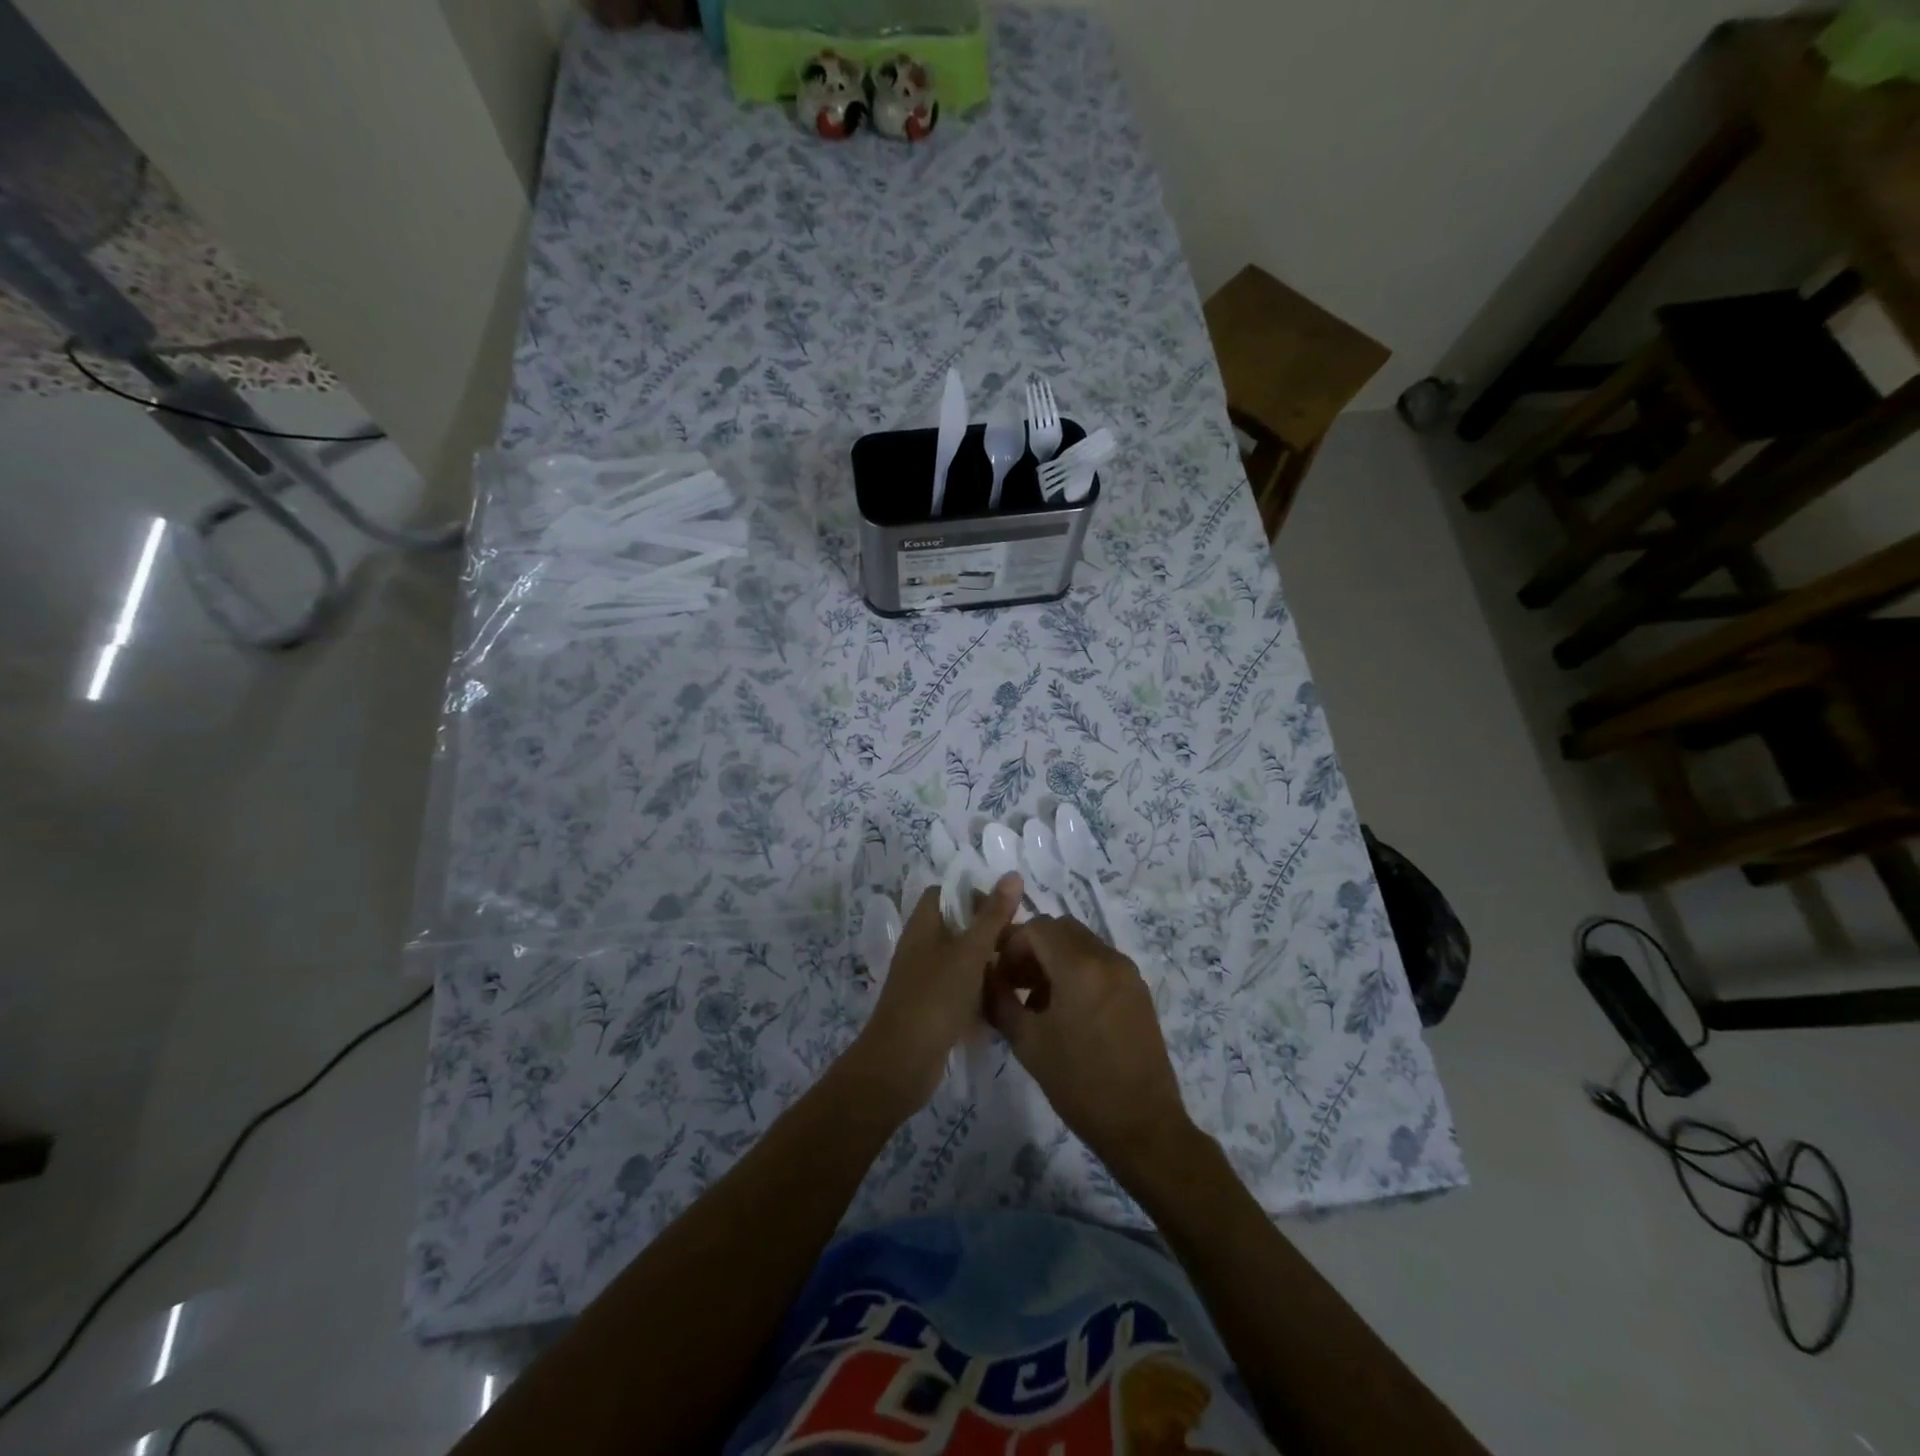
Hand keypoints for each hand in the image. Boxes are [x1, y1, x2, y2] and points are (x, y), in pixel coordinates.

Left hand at [845, 874, 1022, 1115]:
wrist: (901, 1063)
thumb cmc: (935, 997)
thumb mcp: (970, 952)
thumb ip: (993, 915)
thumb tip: (1013, 874)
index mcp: (923, 925)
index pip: (947, 894)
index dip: (976, 896)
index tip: (1006, 913)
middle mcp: (921, 947)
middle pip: (957, 927)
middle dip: (988, 933)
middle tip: (1020, 946)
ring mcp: (924, 979)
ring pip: (961, 960)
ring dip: (987, 964)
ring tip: (1019, 973)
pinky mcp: (931, 1008)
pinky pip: (959, 989)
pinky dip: (979, 992)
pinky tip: (1004, 1002)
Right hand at [987, 917, 1198, 1182]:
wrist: (1142, 1125)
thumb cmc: (1079, 1084)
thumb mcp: (1028, 1043)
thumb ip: (1000, 1001)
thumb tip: (986, 977)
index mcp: (1079, 966)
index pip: (1036, 927)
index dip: (1010, 945)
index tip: (998, 976)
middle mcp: (1107, 958)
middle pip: (1061, 928)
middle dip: (1032, 947)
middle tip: (1014, 982)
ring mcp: (1127, 972)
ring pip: (1082, 943)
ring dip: (1055, 958)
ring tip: (1037, 1001)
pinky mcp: (1138, 990)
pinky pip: (1100, 962)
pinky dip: (1078, 970)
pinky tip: (1066, 1010)